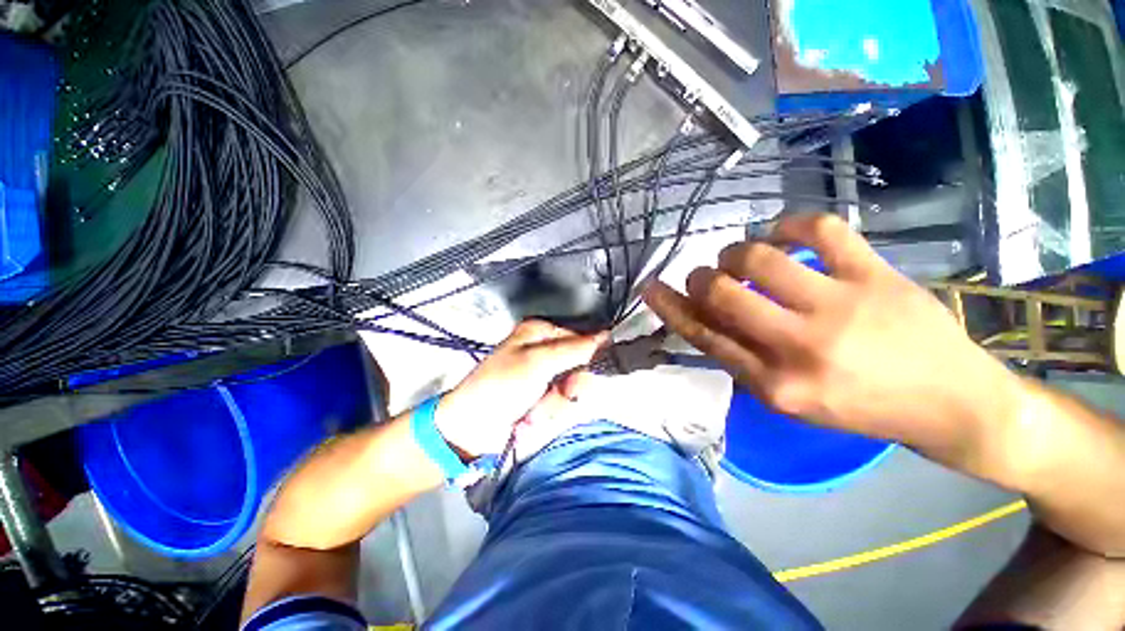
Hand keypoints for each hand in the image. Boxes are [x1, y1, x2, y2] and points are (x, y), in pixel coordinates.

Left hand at [435, 320, 606, 457]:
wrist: (473, 427)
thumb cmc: (502, 385)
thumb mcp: (538, 362)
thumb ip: (574, 350)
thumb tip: (607, 336)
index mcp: (542, 332)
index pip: (583, 338)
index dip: (589, 357)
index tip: (586, 373)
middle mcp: (546, 350)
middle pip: (581, 365)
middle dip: (569, 386)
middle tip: (557, 394)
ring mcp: (546, 376)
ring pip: (574, 388)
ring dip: (557, 403)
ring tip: (535, 410)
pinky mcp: (545, 397)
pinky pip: (563, 404)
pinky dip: (550, 413)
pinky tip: (533, 417)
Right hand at [643, 213, 1022, 456]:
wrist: (951, 404)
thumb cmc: (861, 408)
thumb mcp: (790, 401)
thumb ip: (743, 361)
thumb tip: (703, 319)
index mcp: (775, 385)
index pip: (704, 336)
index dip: (670, 307)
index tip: (652, 288)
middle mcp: (800, 346)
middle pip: (722, 293)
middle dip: (701, 277)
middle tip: (707, 275)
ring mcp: (840, 306)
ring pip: (759, 256)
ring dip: (736, 252)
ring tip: (742, 256)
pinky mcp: (876, 275)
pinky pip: (819, 229)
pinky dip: (790, 223)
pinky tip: (783, 231)